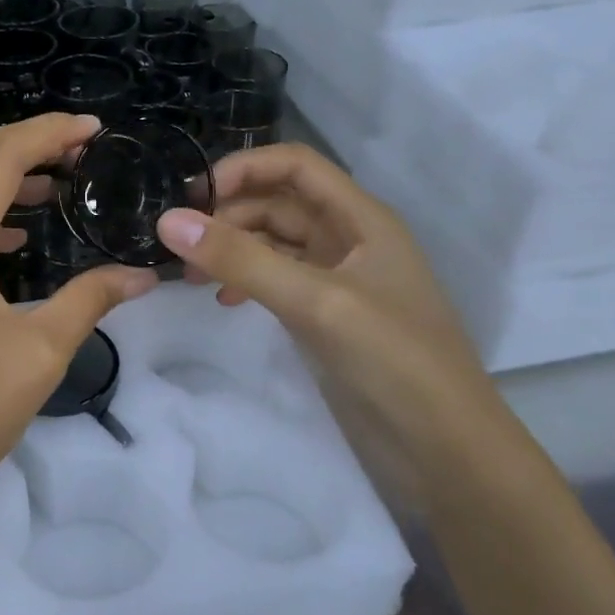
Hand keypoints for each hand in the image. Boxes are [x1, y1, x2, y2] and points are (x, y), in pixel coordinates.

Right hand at [156, 143, 504, 503]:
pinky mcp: (328, 316)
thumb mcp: (315, 302)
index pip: (294, 166)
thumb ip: (242, 260)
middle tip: (180, 246)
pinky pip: (278, 281)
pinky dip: (247, 282)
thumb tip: (168, 222)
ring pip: (275, 243)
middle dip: (229, 216)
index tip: (192, 199)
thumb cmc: (392, 360)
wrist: (445, 448)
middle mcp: (349, 239)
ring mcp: (339, 280)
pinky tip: (225, 302)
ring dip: (233, 250)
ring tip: (193, 277)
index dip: (243, 169)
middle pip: (279, 203)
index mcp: (361, 218)